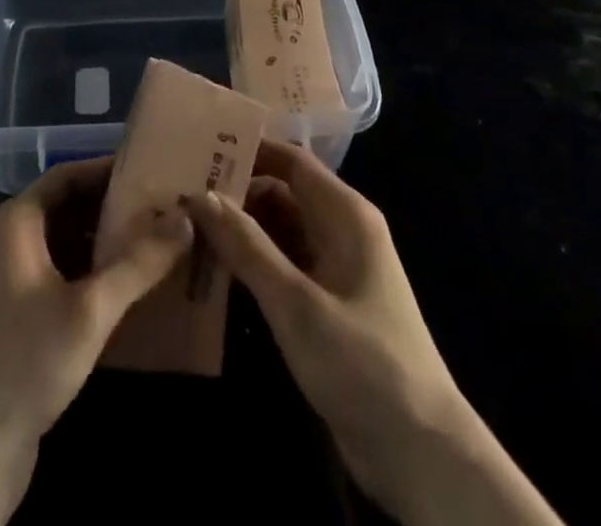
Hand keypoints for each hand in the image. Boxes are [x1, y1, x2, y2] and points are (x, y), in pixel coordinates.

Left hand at [0, 158, 192, 525]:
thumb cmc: (25, 361)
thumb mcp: (90, 310)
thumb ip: (139, 262)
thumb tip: (185, 219)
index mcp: (15, 222)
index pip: (68, 175)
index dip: (108, 170)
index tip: (152, 172)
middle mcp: (7, 240)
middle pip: (66, 208)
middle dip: (113, 209)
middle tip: (163, 211)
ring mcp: (7, 280)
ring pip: (63, 244)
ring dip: (103, 244)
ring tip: (155, 246)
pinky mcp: (13, 317)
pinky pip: (57, 276)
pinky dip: (89, 275)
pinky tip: (125, 291)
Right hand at [183, 142, 561, 525]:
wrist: (421, 453)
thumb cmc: (363, 363)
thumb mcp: (297, 304)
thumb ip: (248, 248)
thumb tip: (201, 195)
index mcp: (345, 214)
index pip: (290, 161)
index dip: (248, 150)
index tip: (198, 148)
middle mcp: (341, 230)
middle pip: (281, 193)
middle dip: (236, 192)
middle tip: (179, 192)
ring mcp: (335, 268)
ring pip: (279, 231)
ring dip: (240, 230)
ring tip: (184, 225)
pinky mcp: (326, 304)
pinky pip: (283, 265)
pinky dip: (252, 262)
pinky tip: (213, 268)